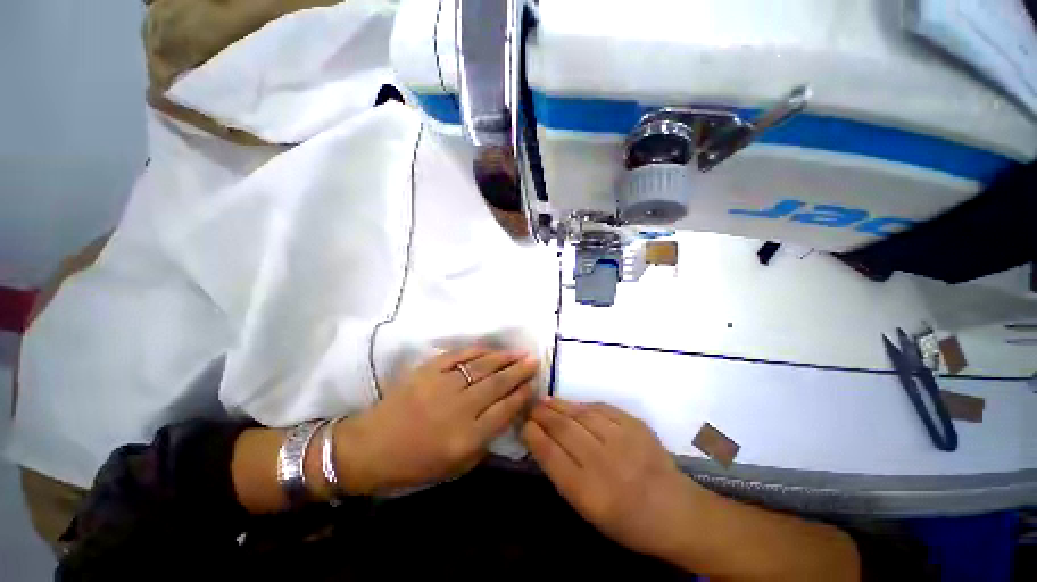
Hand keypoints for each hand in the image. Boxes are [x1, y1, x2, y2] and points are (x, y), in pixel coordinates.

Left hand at [337, 346, 538, 493]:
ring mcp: (442, 385)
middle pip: (497, 384)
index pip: (504, 410)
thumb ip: (485, 441)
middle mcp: (458, 408)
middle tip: (534, 361)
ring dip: (503, 358)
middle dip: (519, 371)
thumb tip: (505, 413)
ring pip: (481, 367)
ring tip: (519, 353)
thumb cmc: (414, 464)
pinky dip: (478, 351)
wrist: (371, 447)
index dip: (522, 395)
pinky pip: (459, 355)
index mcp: (466, 438)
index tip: (533, 384)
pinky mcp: (428, 370)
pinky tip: (491, 349)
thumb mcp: (456, 467)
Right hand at [521, 398, 698, 557]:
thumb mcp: (589, 511)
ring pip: (581, 414)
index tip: (523, 424)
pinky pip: (602, 408)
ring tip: (546, 401)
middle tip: (531, 406)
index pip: (550, 455)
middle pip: (564, 429)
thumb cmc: (627, 521)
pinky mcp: (635, 425)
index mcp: (588, 492)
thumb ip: (563, 476)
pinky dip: (583, 405)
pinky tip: (574, 405)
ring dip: (560, 405)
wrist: (675, 511)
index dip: (533, 435)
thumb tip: (543, 442)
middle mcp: (603, 463)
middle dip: (542, 415)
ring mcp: (622, 440)